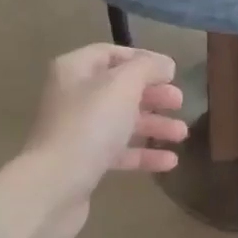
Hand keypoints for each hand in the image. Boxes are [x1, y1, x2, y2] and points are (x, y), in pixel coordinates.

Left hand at [22, 44, 188, 237]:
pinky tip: (170, 162)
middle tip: (179, 102)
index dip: (143, 59)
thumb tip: (164, 64)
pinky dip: (143, 154)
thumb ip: (146, 68)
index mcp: (75, 70)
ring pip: (121, 121)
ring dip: (154, 125)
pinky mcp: (84, 162)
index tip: (172, 72)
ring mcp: (77, 131)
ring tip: (181, 134)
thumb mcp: (123, 85)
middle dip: (152, 95)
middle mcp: (72, 96)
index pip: (111, 54)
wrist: (55, 184)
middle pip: (119, 89)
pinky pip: (118, 152)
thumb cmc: (90, 125)